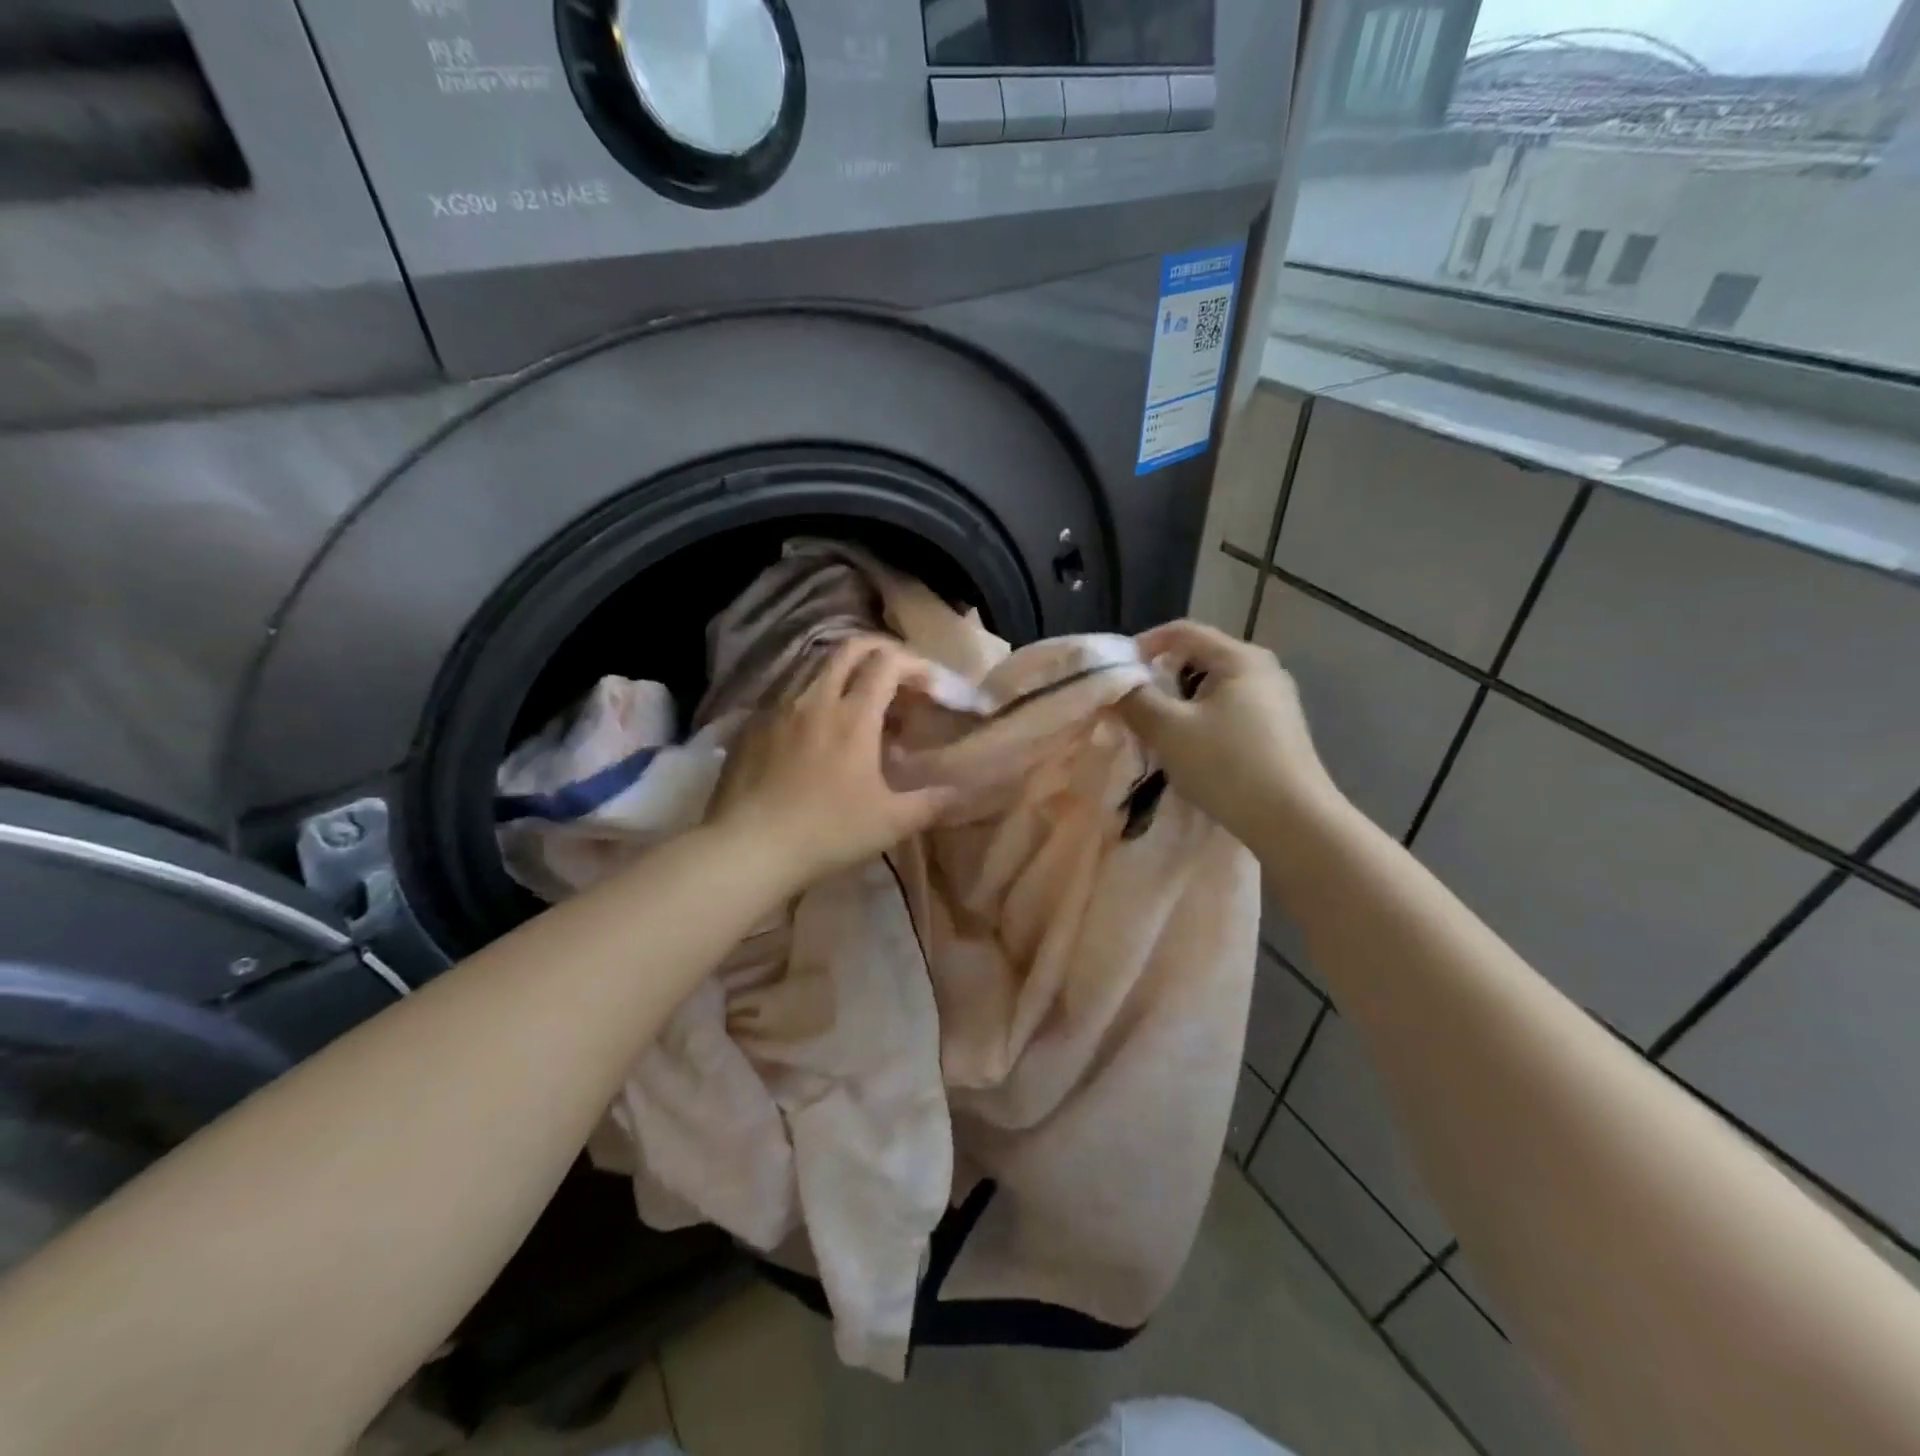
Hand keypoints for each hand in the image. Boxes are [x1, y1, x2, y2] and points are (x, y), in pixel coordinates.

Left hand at [709, 637, 955, 885]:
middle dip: (880, 651)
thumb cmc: (828, 832)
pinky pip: (788, 692)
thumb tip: (960, 792)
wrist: (749, 848)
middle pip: (849, 649)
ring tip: (858, 701)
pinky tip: (815, 727)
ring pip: (815, 666)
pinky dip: (812, 696)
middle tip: (897, 676)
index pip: (887, 663)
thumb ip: (931, 802)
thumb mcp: (890, 823)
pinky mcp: (752, 725)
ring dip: (844, 671)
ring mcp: (778, 709)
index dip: (914, 665)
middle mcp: (815, 699)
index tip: (929, 685)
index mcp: (853, 716)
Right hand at [1116, 619, 1342, 842]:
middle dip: (1161, 678)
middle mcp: (1263, 670)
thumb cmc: (1227, 765)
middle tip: (1133, 704)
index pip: (1182, 631)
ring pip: (1213, 688)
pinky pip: (1229, 711)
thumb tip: (1114, 684)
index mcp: (1240, 658)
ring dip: (1180, 703)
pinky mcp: (1279, 731)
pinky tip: (1192, 751)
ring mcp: (1276, 701)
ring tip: (1157, 731)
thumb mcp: (1169, 730)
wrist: (1294, 822)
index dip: (1144, 645)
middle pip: (1199, 658)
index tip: (1117, 672)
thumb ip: (1135, 701)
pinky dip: (1202, 721)